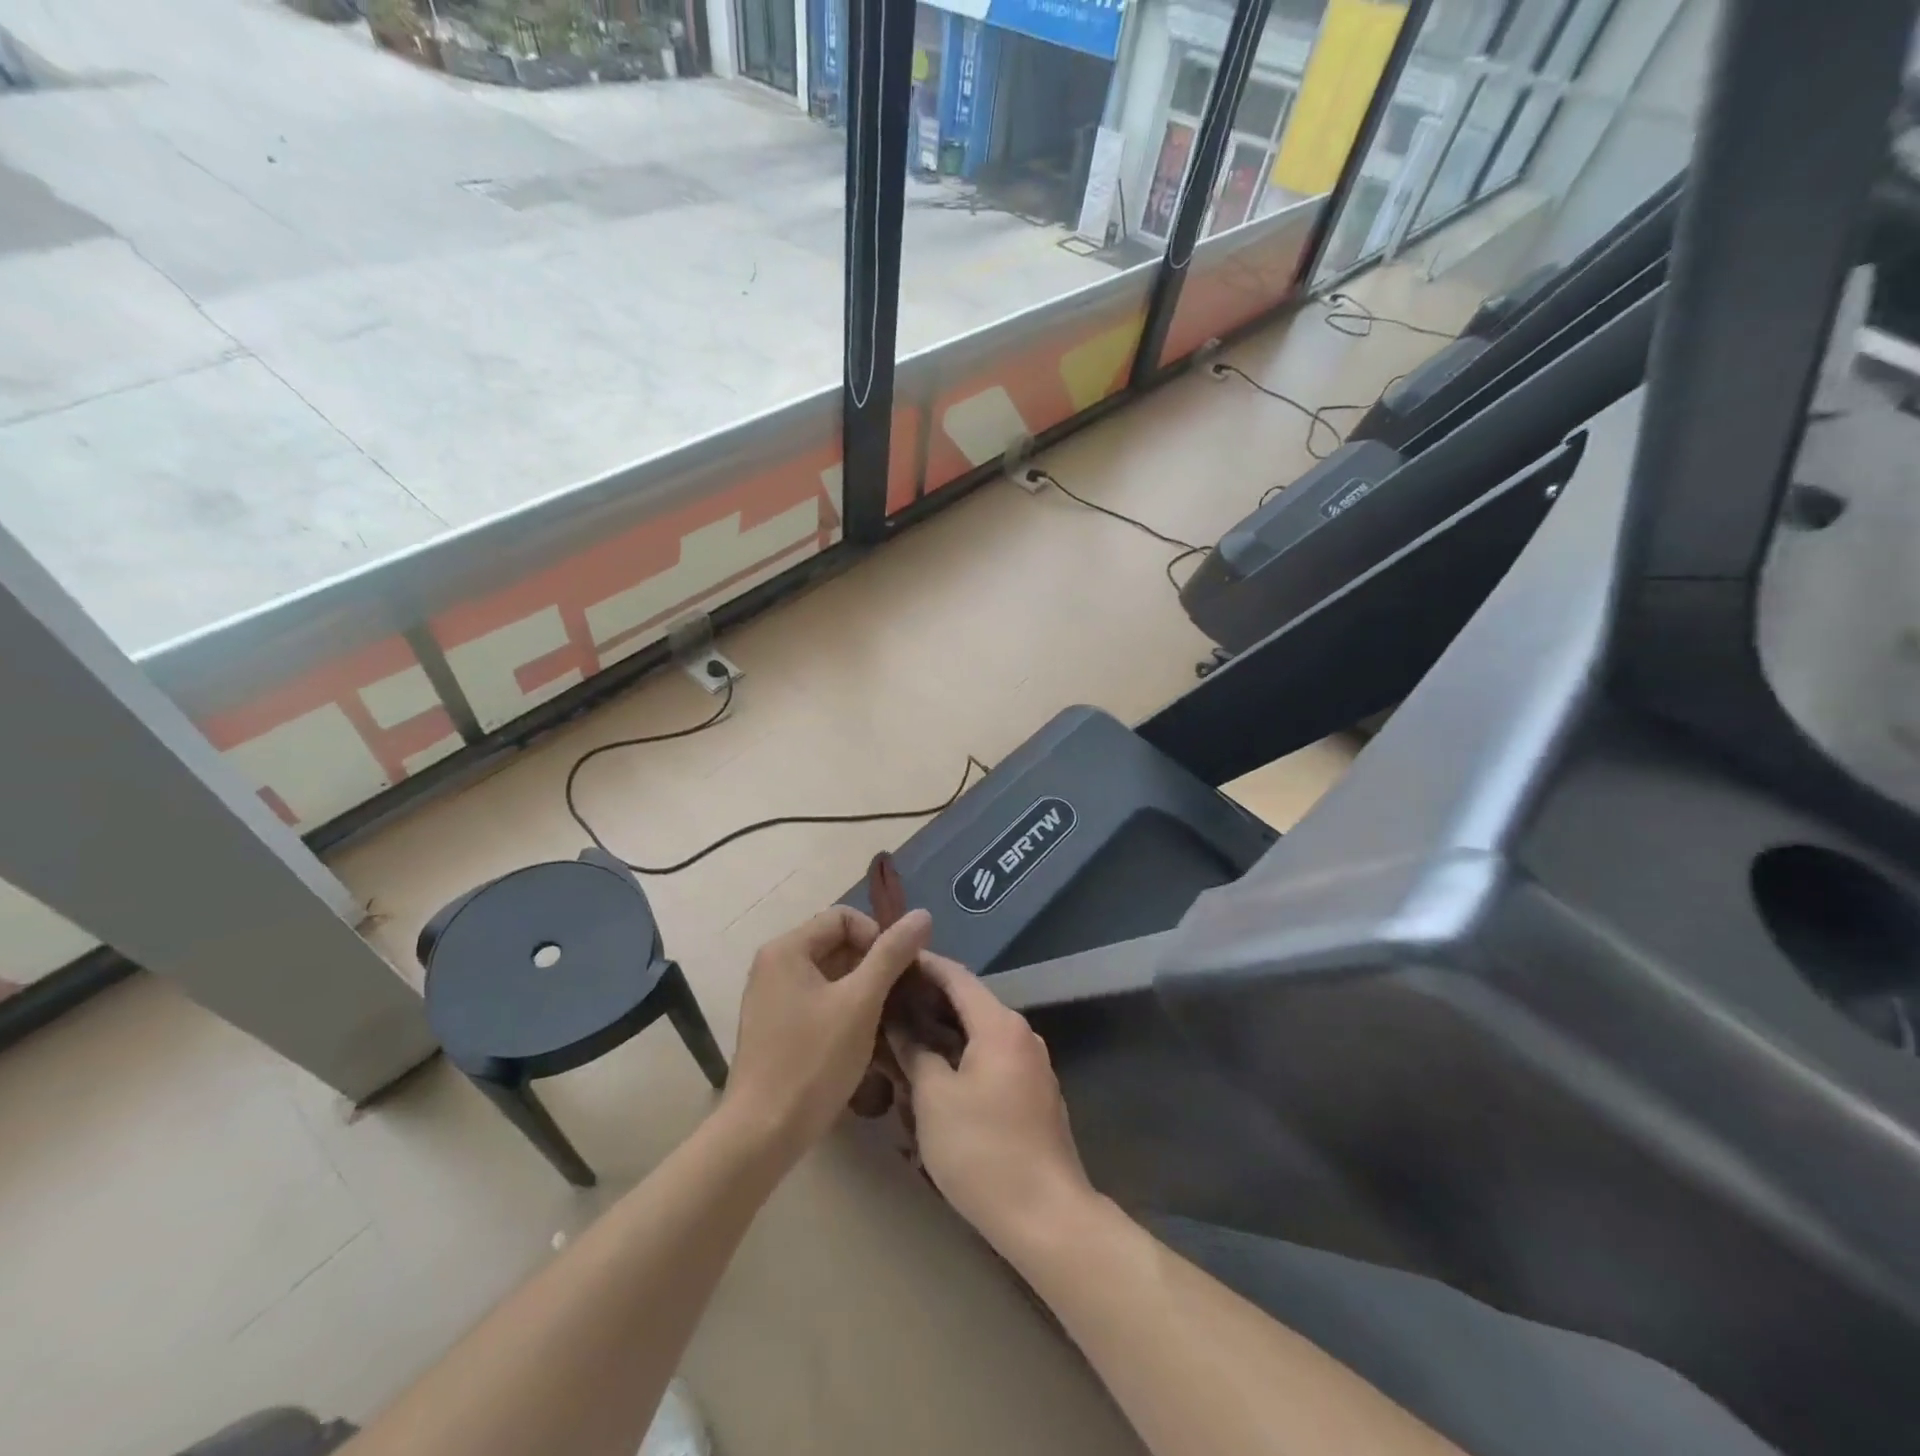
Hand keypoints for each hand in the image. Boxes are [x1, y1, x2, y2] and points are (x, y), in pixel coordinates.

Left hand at [722, 905, 931, 1160]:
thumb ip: (892, 954)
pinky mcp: (775, 1027)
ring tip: (888, 1019)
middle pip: (836, 944)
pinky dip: (844, 1009)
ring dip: (862, 990)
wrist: (762, 1134)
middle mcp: (774, 965)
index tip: (900, 971)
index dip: (878, 936)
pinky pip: (817, 1000)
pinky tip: (863, 1038)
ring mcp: (771, 997)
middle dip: (873, 965)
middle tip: (900, 996)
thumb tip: (923, 914)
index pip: (844, 917)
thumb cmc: (813, 1061)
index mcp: (787, 949)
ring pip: (830, 976)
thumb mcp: (861, 1002)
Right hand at [887, 954, 1095, 1259]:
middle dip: (926, 1002)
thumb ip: (914, 1052)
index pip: (956, 976)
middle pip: (968, 1004)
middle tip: (885, 1003)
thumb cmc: (983, 1150)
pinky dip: (960, 1058)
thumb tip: (897, 1023)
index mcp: (999, 1025)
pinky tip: (932, 1078)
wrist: (1047, 1217)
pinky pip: (989, 1061)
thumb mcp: (934, 1099)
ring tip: (901, 1039)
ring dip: (941, 1034)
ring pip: (977, 1035)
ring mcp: (1030, 1066)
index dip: (922, 964)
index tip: (890, 959)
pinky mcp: (1032, 1095)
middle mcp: (1021, 1035)